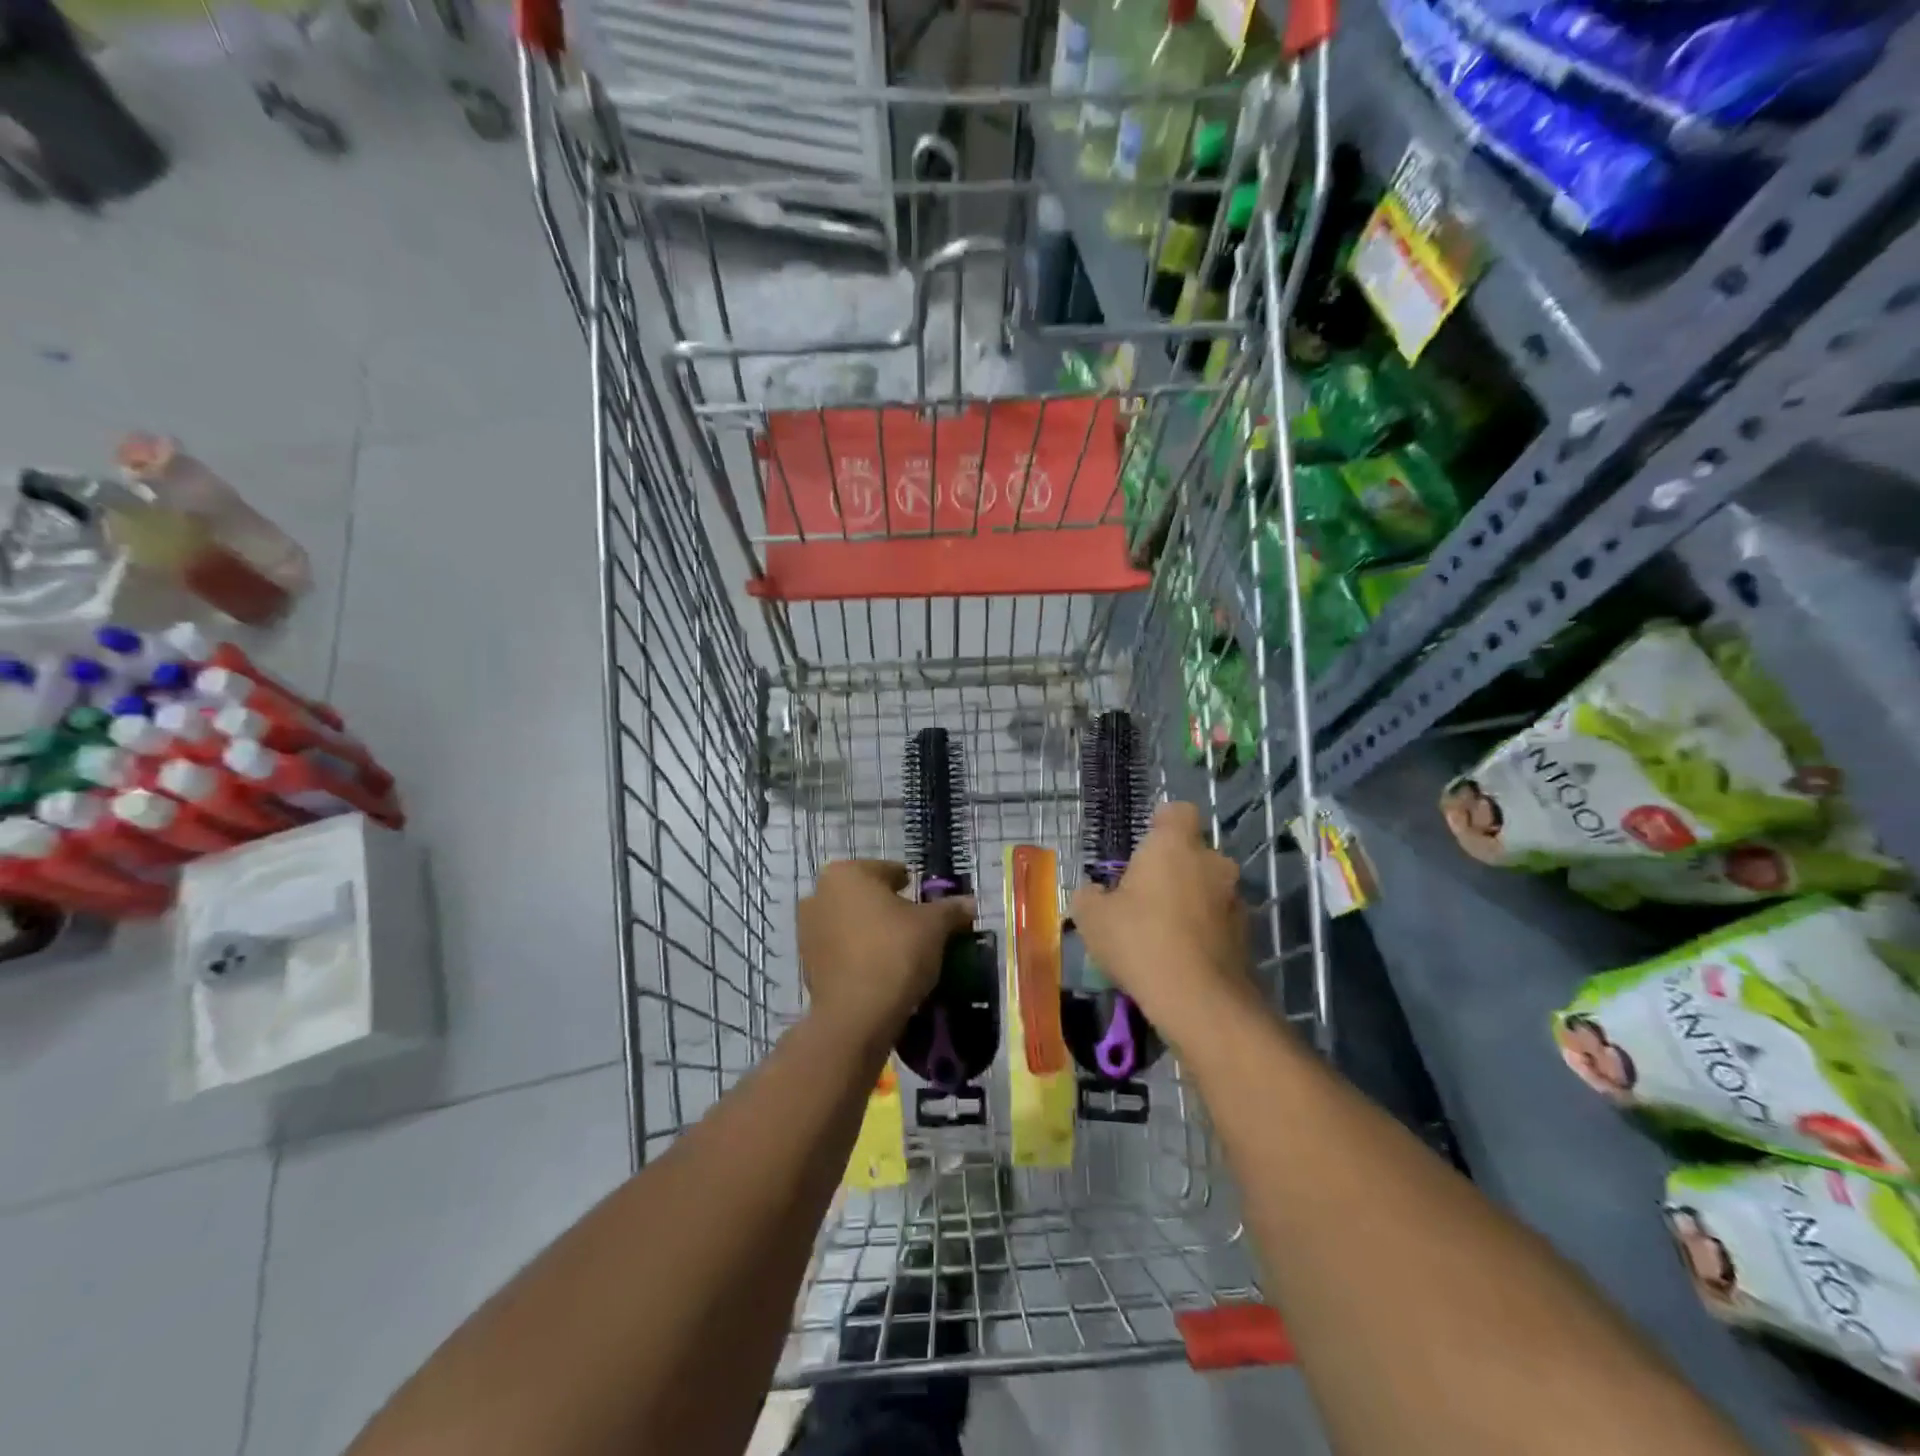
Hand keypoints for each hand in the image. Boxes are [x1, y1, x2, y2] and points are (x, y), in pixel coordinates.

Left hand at [798, 860, 975, 1043]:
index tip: (928, 905)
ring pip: (851, 923)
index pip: (889, 871)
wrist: (857, 1015)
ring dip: (873, 932)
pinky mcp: (806, 964)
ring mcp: (807, 930)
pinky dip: (860, 955)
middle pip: (866, 896)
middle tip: (918, 929)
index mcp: (846, 873)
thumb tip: (969, 903)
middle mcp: (819, 894)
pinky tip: (882, 971)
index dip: (912, 887)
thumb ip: (951, 909)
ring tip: (902, 953)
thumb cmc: (895, 952)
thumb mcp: (934, 926)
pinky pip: (842, 951)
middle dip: (890, 909)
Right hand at [1070, 801, 1254, 1045]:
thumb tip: (1094, 892)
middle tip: (1145, 897)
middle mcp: (1213, 862)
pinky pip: (1219, 920)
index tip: (1142, 847)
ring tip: (1163, 933)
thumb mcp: (1092, 917)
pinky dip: (1204, 930)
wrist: (1199, 1000)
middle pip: (1193, 852)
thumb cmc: (1139, 941)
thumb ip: (1089, 895)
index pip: (1177, 811)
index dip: (1160, 824)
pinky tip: (1182, 957)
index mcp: (1175, 845)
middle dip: (1173, 869)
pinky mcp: (1248, 934)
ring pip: (1209, 887)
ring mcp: (1236, 898)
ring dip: (1191, 901)